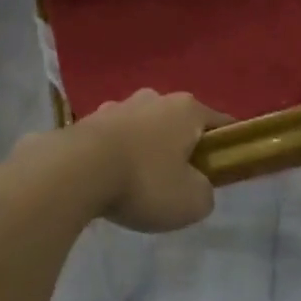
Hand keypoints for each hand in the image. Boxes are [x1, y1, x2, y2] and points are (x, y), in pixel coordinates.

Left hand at [22, 90, 226, 232]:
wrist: (74, 172)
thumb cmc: (144, 182)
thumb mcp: (192, 202)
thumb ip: (205, 192)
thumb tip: (197, 187)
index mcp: (187, 109)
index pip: (220, 124)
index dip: (226, 147)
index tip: (223, 171)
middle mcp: (154, 98)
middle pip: (178, 124)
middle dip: (181, 148)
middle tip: (178, 183)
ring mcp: (117, 105)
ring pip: (144, 129)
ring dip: (146, 150)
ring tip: (138, 185)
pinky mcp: (87, 120)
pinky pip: (113, 139)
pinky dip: (117, 156)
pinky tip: (109, 181)